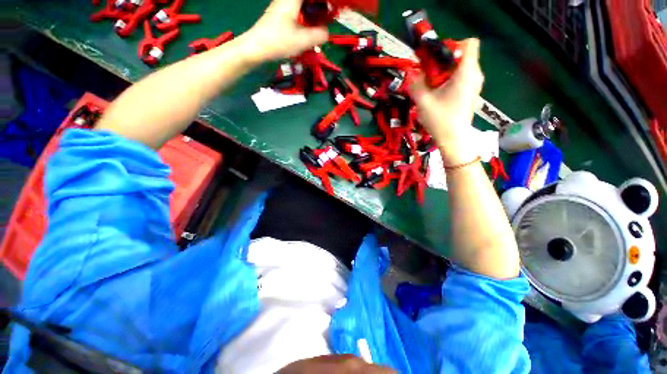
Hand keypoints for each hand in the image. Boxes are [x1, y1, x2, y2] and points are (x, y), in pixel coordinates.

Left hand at [239, 0, 328, 63]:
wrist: (256, 47)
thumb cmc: (278, 41)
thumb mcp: (302, 41)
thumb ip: (319, 35)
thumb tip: (327, 33)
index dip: (325, 3)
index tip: (333, 8)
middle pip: (309, 1)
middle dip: (321, 6)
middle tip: (329, 17)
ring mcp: (284, 5)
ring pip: (304, 5)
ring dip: (314, 12)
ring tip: (322, 24)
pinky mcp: (281, 14)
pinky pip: (299, 10)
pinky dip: (307, 16)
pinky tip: (310, 28)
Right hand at [409, 38, 483, 165]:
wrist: (453, 140)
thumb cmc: (440, 120)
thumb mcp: (423, 101)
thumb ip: (416, 84)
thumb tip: (411, 73)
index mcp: (466, 73)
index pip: (469, 43)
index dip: (453, 45)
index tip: (437, 58)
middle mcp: (475, 75)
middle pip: (463, 56)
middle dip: (445, 61)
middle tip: (430, 74)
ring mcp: (475, 85)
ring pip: (462, 68)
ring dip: (446, 72)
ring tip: (433, 85)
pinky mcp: (471, 94)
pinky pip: (463, 78)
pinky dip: (451, 80)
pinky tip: (440, 94)